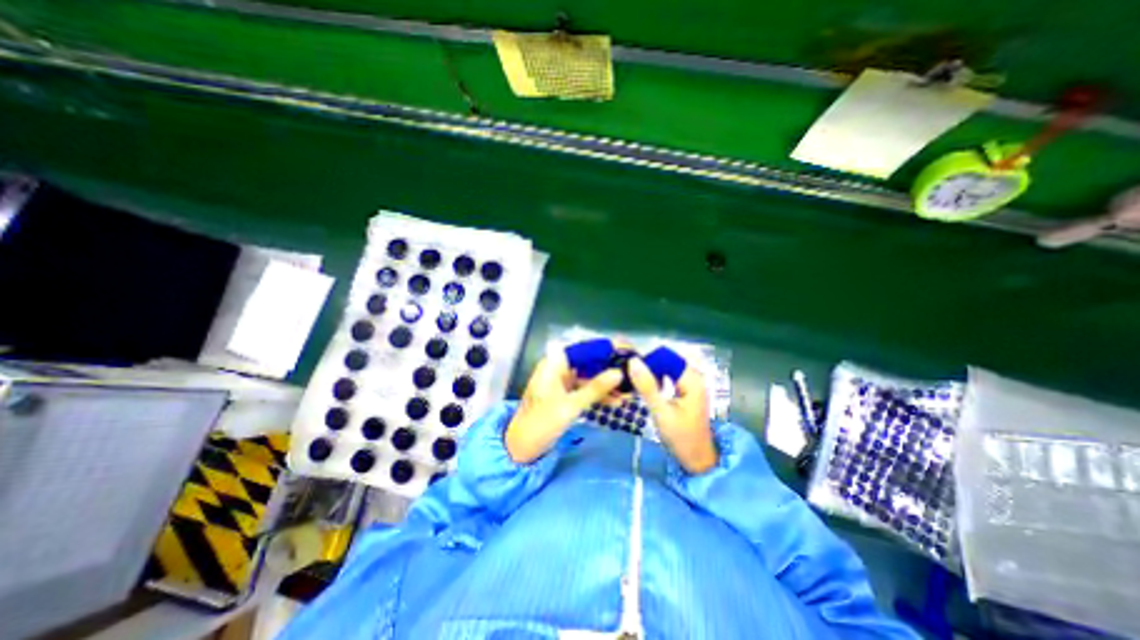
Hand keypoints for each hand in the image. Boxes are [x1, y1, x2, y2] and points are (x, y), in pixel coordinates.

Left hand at [503, 350, 619, 463]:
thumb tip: (619, 372)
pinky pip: (585, 389)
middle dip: (609, 368)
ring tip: (629, 390)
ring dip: (607, 383)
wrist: (521, 449)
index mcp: (553, 364)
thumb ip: (595, 388)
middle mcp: (558, 368)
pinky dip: (599, 394)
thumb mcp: (571, 406)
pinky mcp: (565, 394)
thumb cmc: (541, 424)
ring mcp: (562, 381)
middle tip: (632, 373)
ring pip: (589, 376)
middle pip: (588, 362)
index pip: (583, 348)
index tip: (626, 352)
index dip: (604, 349)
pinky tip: (617, 401)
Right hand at [628, 357, 715, 471]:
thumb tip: (633, 361)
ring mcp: (691, 382)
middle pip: (666, 360)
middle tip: (625, 370)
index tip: (627, 363)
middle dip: (647, 363)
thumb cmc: (681, 438)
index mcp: (692, 379)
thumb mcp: (661, 412)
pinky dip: (656, 377)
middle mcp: (694, 376)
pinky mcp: (686, 389)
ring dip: (650, 370)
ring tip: (631, 375)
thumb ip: (647, 386)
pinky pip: (669, 376)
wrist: (697, 459)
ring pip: (666, 367)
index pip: (666, 357)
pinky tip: (644, 383)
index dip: (646, 358)